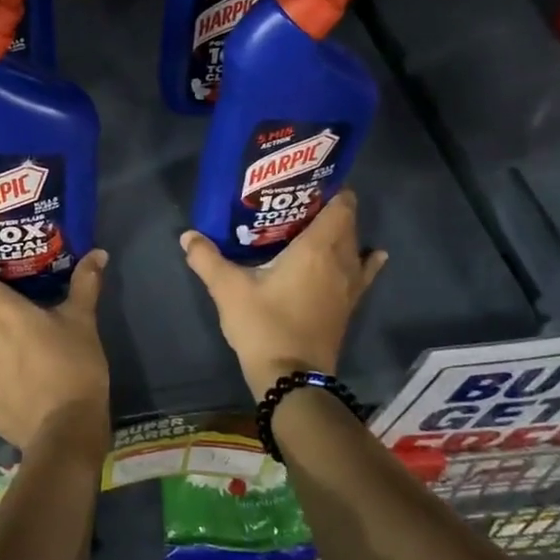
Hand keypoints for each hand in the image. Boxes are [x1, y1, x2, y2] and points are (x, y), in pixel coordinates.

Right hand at [180, 190, 387, 401]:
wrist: (292, 379)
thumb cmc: (263, 326)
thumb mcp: (229, 290)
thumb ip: (207, 259)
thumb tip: (188, 236)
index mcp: (317, 248)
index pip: (341, 206)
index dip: (331, 189)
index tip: (309, 180)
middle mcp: (341, 261)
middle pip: (348, 222)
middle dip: (330, 207)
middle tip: (299, 200)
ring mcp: (350, 285)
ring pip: (355, 246)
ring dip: (343, 233)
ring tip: (317, 224)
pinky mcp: (349, 306)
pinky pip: (364, 272)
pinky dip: (366, 259)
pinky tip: (371, 255)